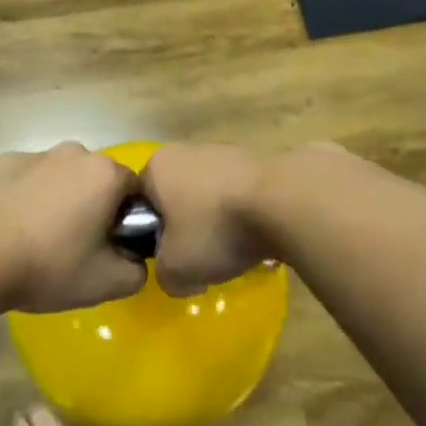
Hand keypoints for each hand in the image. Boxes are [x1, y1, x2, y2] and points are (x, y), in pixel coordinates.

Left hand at [0, 144, 147, 313]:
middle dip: (92, 207)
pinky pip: (26, 179)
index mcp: (105, 174)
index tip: (109, 248)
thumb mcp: (106, 283)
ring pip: (60, 177)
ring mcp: (34, 154)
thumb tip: (135, 260)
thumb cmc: (46, 265)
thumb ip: (137, 271)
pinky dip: (25, 197)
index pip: (134, 191)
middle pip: (96, 180)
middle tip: (74, 248)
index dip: (126, 220)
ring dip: (58, 201)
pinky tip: (9, 229)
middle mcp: (74, 153)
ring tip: (36, 240)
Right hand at [141, 143, 277, 296]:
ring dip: (220, 219)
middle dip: (189, 226)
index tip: (169, 257)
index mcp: (158, 167)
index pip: (141, 201)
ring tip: (237, 248)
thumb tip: (177, 274)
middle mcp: (188, 150)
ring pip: (212, 194)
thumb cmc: (216, 229)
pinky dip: (247, 212)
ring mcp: (227, 150)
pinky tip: (261, 235)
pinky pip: (243, 193)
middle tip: (202, 257)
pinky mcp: (260, 158)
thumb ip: (164, 275)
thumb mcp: (176, 269)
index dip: (151, 234)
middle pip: (178, 196)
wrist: (285, 201)